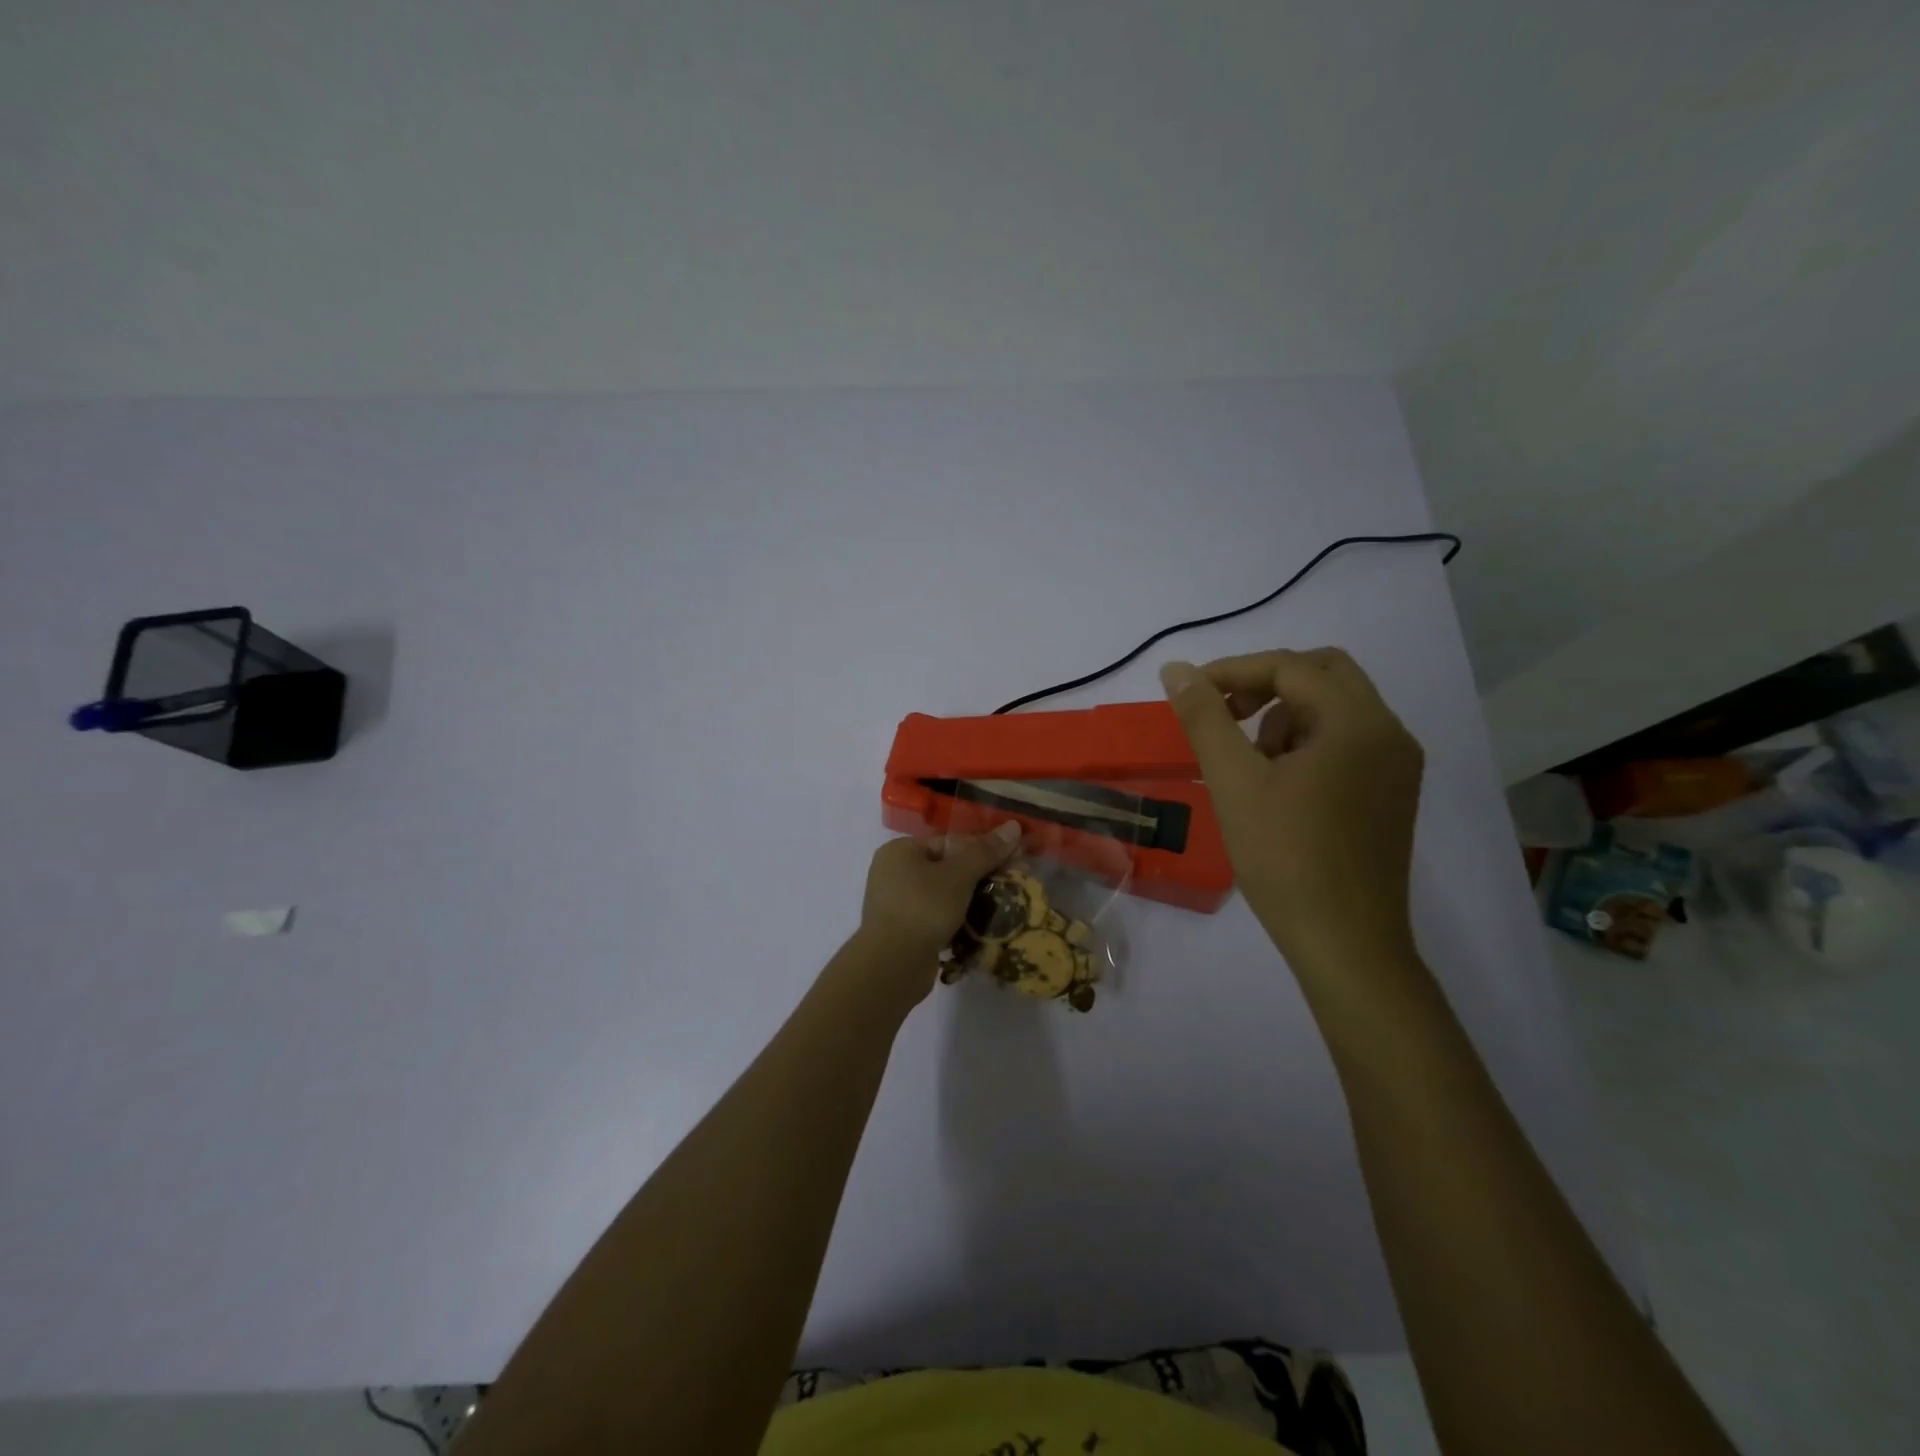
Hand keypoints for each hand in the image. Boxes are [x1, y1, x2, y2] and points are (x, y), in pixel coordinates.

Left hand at [854, 823, 1023, 995]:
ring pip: (942, 895)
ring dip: (969, 902)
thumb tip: (1014, 826)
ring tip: (1000, 908)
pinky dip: (955, 921)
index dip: (982, 849)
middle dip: (978, 877)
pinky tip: (979, 929)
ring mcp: (896, 904)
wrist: (892, 965)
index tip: (1011, 861)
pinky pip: (935, 918)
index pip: (948, 841)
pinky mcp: (903, 931)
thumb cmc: (923, 908)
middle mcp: (893, 873)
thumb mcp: (959, 875)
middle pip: (946, 868)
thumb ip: (985, 851)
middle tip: (1009, 885)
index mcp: (900, 850)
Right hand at [1160, 648, 1423, 969]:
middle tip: (1224, 716)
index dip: (1232, 672)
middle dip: (1266, 685)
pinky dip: (1307, 743)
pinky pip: (1346, 742)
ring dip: (1286, 715)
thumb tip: (1175, 670)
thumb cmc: (1285, 857)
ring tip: (1249, 763)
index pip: (1290, 667)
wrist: (1345, 943)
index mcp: (1357, 721)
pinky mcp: (1392, 794)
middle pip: (1323, 674)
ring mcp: (1396, 765)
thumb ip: (1204, 718)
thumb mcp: (1234, 781)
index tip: (1188, 694)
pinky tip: (1278, 786)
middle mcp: (1388, 732)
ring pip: (1335, 709)